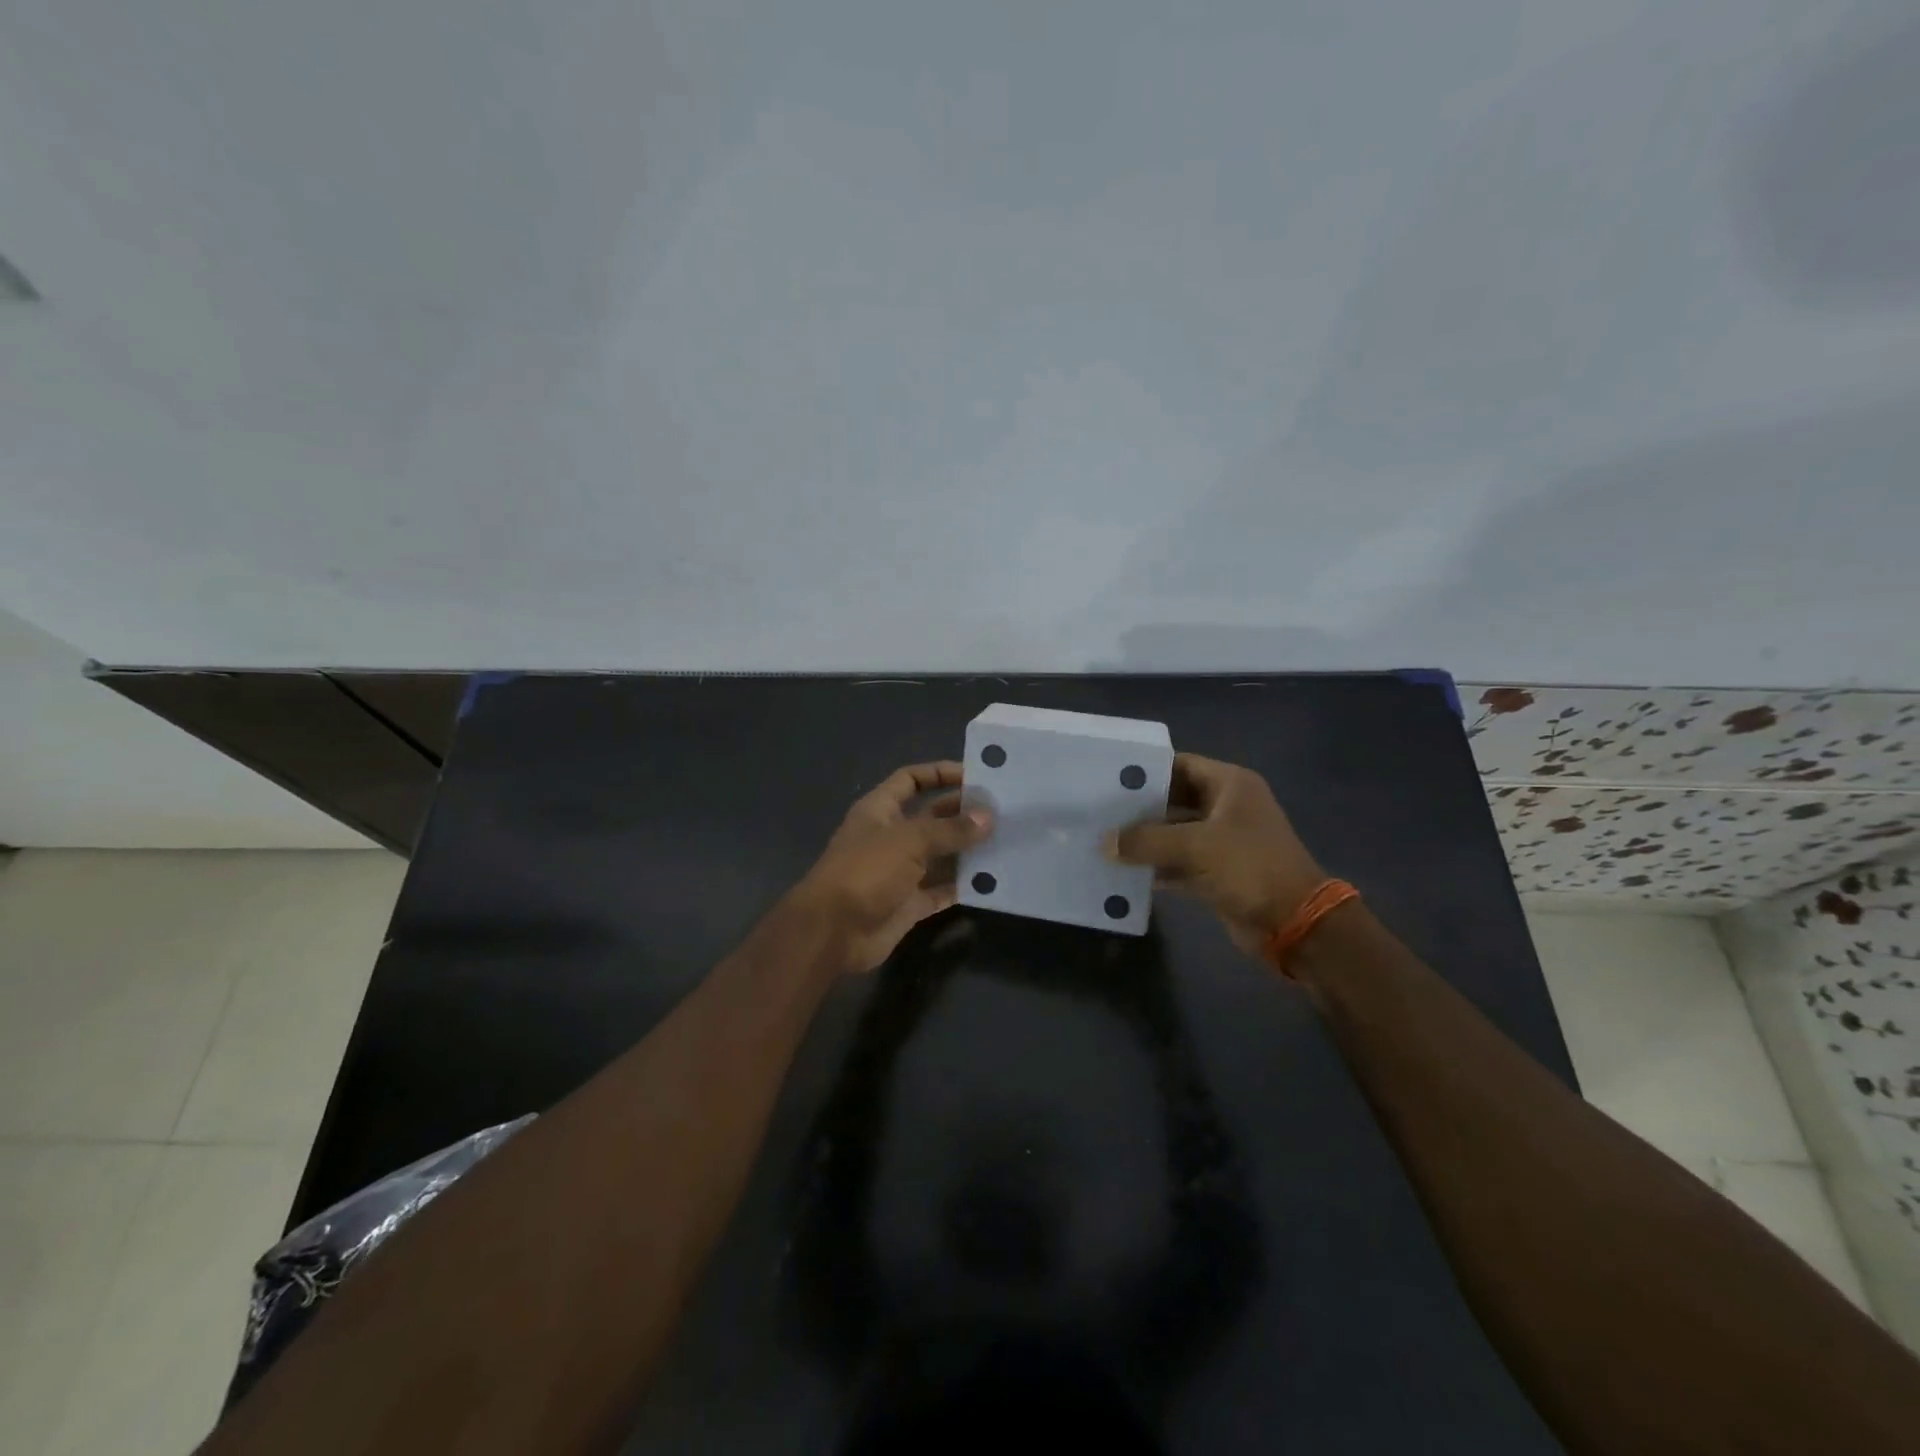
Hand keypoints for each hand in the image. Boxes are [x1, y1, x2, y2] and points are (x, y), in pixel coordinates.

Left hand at [790, 761, 993, 973]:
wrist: (833, 931)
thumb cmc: (865, 871)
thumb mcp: (908, 840)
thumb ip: (949, 829)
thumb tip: (987, 818)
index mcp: (880, 810)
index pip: (911, 780)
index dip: (939, 774)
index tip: (975, 776)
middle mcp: (891, 836)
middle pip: (931, 817)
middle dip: (962, 813)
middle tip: (1002, 811)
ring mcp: (900, 871)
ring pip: (941, 855)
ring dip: (968, 850)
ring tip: (1007, 842)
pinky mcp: (909, 903)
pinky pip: (942, 890)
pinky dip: (963, 885)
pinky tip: (993, 880)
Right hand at [1105, 753, 1325, 957]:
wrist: (1294, 923)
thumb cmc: (1250, 867)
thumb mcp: (1195, 846)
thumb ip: (1146, 840)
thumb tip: (1104, 843)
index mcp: (1230, 785)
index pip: (1180, 765)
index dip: (1146, 770)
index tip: (1108, 775)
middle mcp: (1226, 807)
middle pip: (1173, 799)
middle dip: (1138, 807)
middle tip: (1097, 809)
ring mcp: (1222, 841)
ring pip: (1173, 833)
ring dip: (1143, 840)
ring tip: (1101, 838)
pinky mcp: (1216, 872)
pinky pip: (1178, 862)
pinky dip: (1155, 867)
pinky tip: (1122, 871)